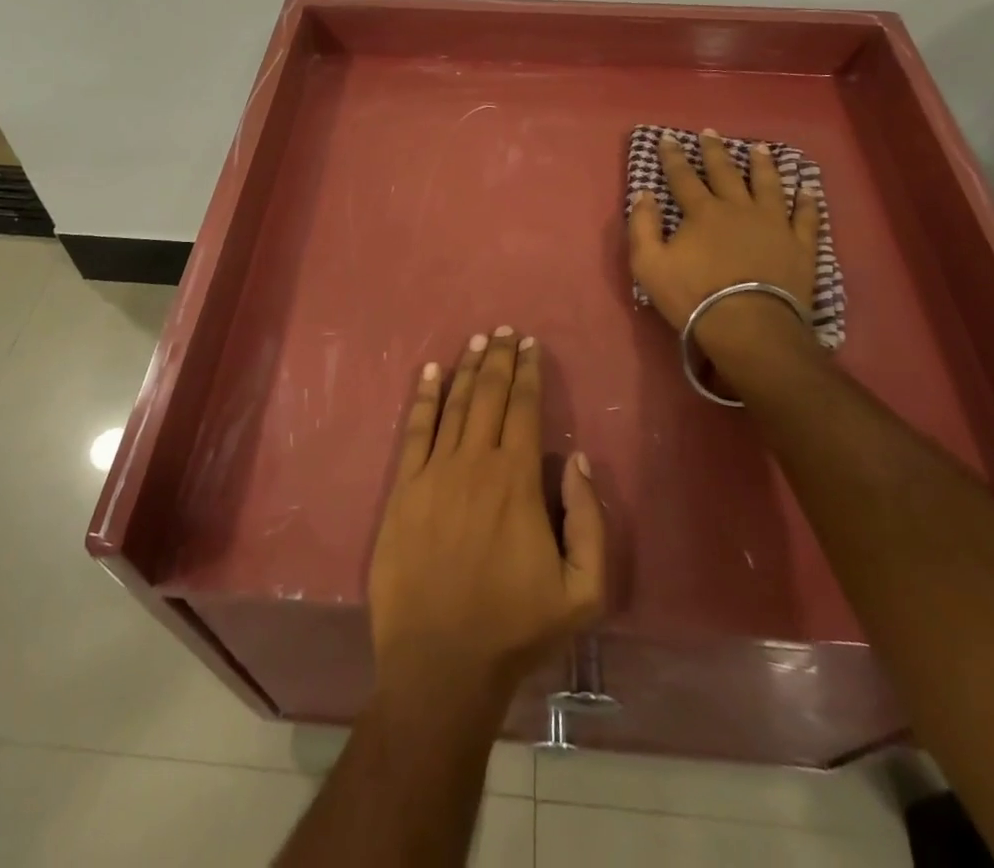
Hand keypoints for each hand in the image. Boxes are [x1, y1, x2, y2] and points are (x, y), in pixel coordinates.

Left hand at [368, 329, 605, 711]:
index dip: (528, 373)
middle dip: (499, 358)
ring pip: (454, 405)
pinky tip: (429, 373)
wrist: (440, 662)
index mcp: (518, 481)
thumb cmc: (515, 628)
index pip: (525, 409)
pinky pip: (415, 431)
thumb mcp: (583, 591)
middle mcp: (476, 463)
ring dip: (466, 368)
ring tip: (476, 340)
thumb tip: (579, 461)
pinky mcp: (403, 490)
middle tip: (504, 330)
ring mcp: (434, 473)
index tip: (530, 345)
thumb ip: (589, 522)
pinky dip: (423, 397)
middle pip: (489, 395)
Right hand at [627, 130, 825, 395]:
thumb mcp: (649, 264)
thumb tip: (644, 194)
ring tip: (760, 149)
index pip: (683, 177)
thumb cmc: (693, 296)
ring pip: (768, 185)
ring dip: (763, 165)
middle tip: (711, 132)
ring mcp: (774, 224)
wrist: (749, 326)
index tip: (667, 138)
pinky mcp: (800, 245)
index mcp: (702, 212)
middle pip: (726, 172)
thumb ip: (642, 226)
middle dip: (715, 151)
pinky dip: (807, 202)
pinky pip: (806, 217)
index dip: (673, 156)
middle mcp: (739, 208)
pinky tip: (807, 189)